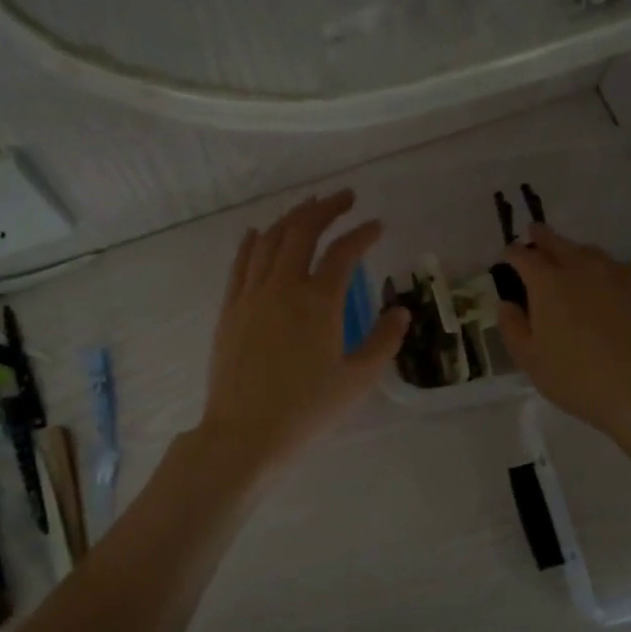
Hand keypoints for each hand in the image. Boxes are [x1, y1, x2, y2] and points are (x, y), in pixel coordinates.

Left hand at [196, 190, 408, 479]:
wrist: (245, 434)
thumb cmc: (307, 410)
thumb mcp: (358, 380)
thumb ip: (383, 341)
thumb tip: (400, 311)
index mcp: (319, 302)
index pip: (343, 252)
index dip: (363, 233)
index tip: (378, 225)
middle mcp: (283, 287)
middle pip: (302, 230)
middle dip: (326, 207)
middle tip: (345, 197)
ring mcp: (251, 295)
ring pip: (270, 239)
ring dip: (292, 217)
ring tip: (309, 208)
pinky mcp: (230, 309)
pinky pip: (241, 262)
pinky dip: (255, 241)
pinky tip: (261, 232)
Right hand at [497, 226, 630, 446]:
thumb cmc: (576, 378)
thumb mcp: (530, 360)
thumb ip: (512, 327)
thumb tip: (506, 303)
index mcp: (548, 284)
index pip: (523, 256)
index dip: (512, 254)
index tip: (508, 256)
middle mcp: (581, 268)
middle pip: (558, 242)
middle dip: (542, 237)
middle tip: (535, 234)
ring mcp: (616, 274)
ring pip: (590, 252)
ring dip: (574, 252)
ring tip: (570, 260)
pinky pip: (618, 268)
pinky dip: (604, 269)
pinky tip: (606, 283)